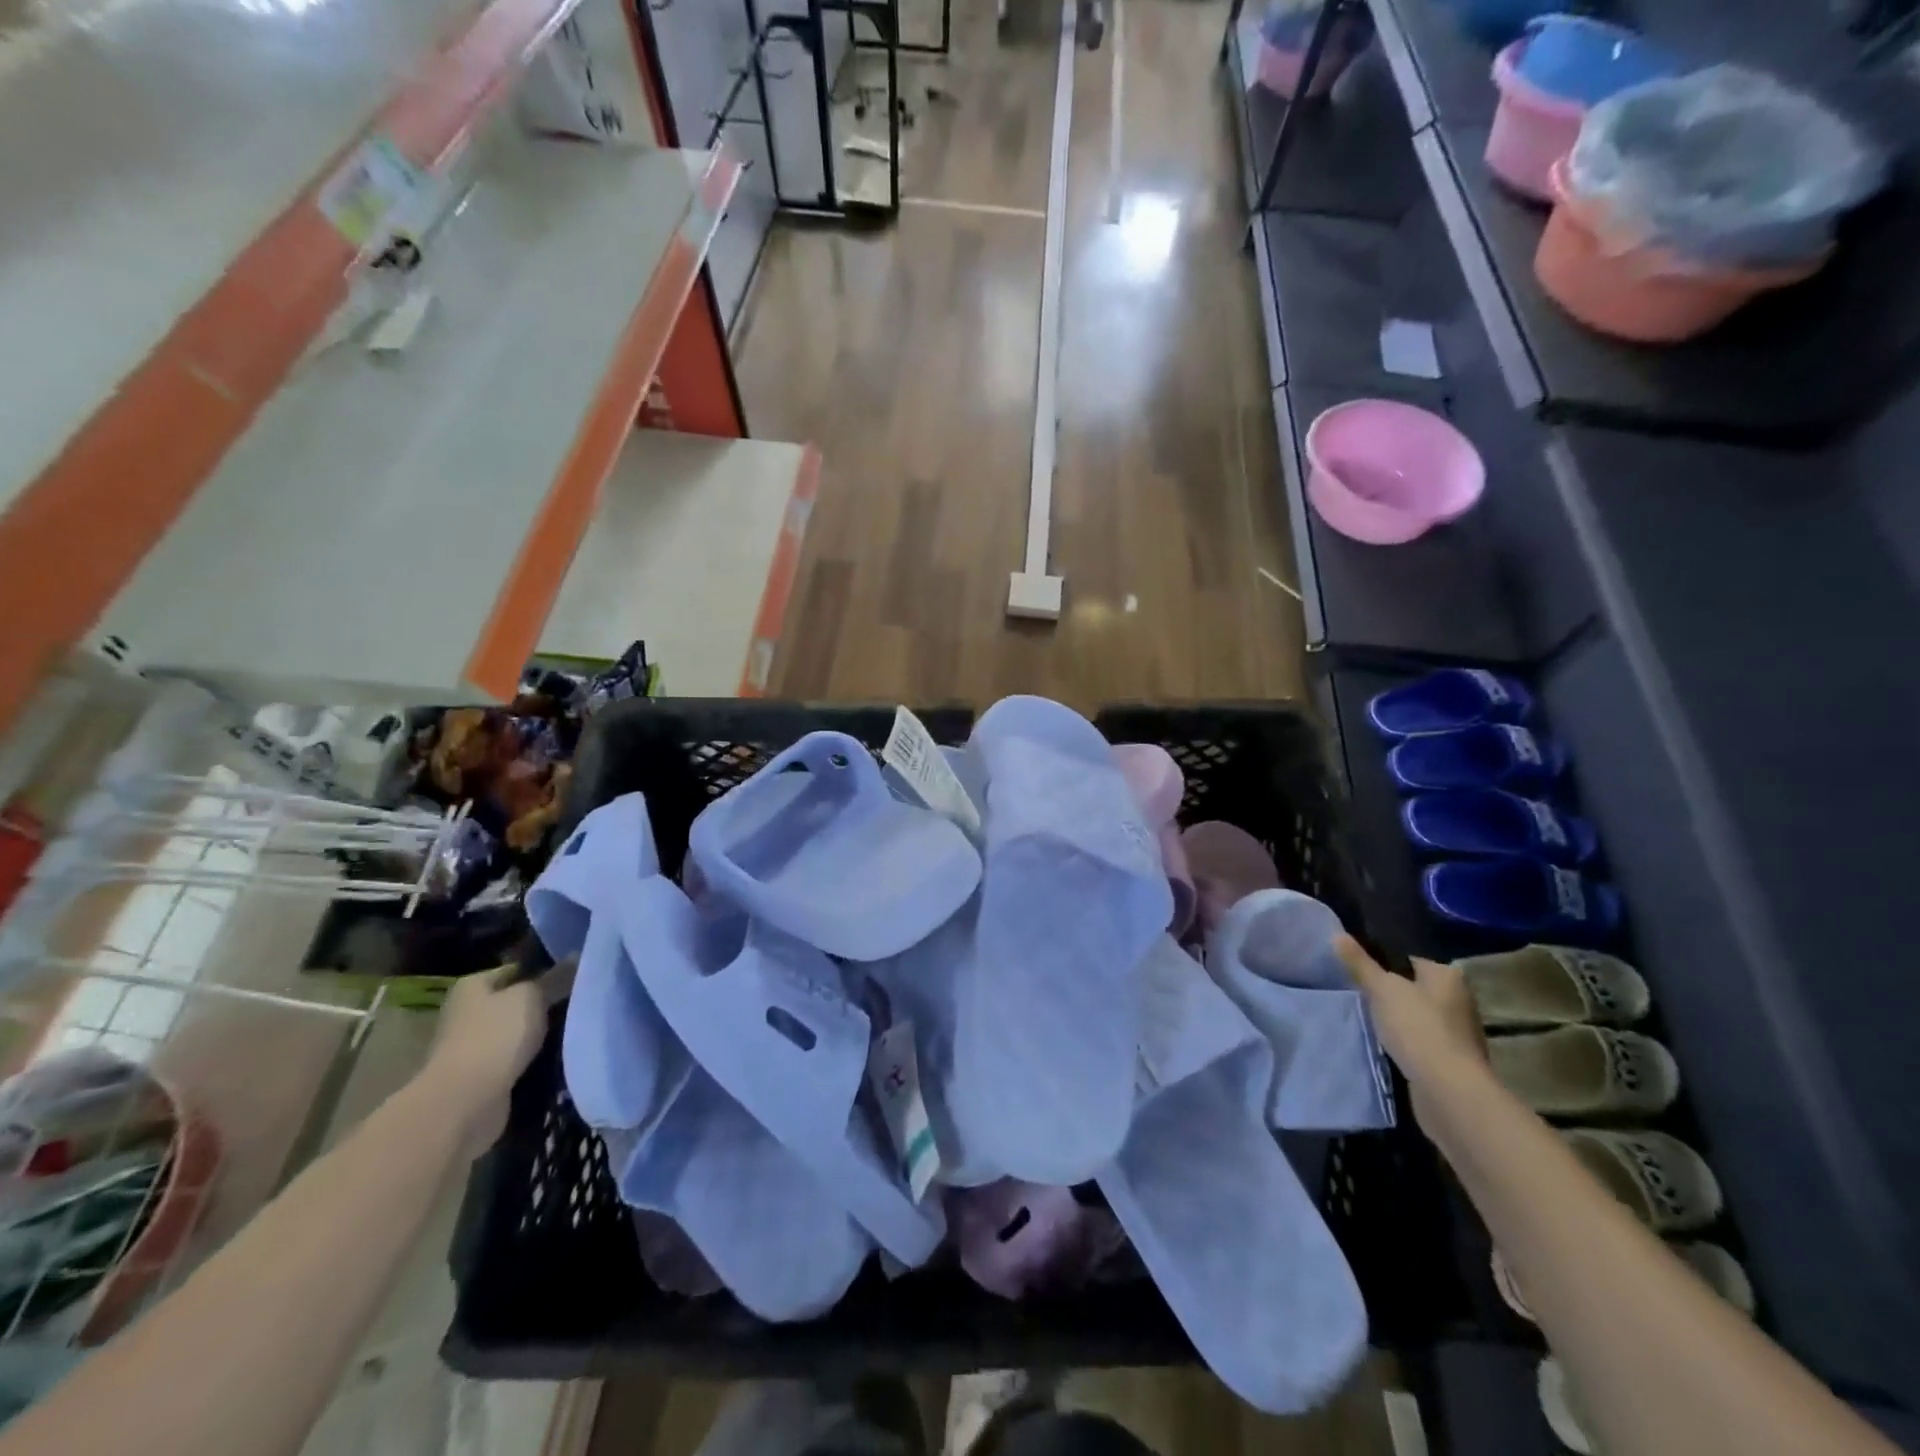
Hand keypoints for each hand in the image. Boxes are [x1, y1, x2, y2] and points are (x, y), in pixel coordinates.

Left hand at [422, 960, 569, 1144]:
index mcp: (472, 986)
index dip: (546, 969)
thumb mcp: (532, 997)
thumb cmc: (495, 1037)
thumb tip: (577, 955)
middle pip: (518, 1001)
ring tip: (580, 1027)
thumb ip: (555, 978)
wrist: (464, 1103)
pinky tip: (563, 1056)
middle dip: (547, 1003)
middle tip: (584, 1000)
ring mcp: (474, 1047)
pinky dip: (536, 1059)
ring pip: (521, 1032)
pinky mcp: (484, 1077)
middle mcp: (468, 1013)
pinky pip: (518, 1059)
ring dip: (544, 1033)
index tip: (578, 974)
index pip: (517, 969)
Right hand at [1336, 935, 1487, 1126]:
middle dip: (1393, 993)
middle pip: (1416, 988)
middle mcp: (1460, 1000)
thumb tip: (1337, 934)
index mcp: (1448, 976)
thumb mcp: (1381, 989)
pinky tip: (1390, 1048)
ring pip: (1421, 1017)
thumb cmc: (1416, 1027)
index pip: (1410, 959)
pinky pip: (1425, 1042)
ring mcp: (1460, 1033)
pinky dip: (1409, 1043)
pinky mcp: (1455, 1061)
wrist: (1448, 1089)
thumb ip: (1360, 963)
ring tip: (1371, 1022)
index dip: (1384, 963)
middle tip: (1361, 996)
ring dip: (1401, 1020)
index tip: (1361, 972)